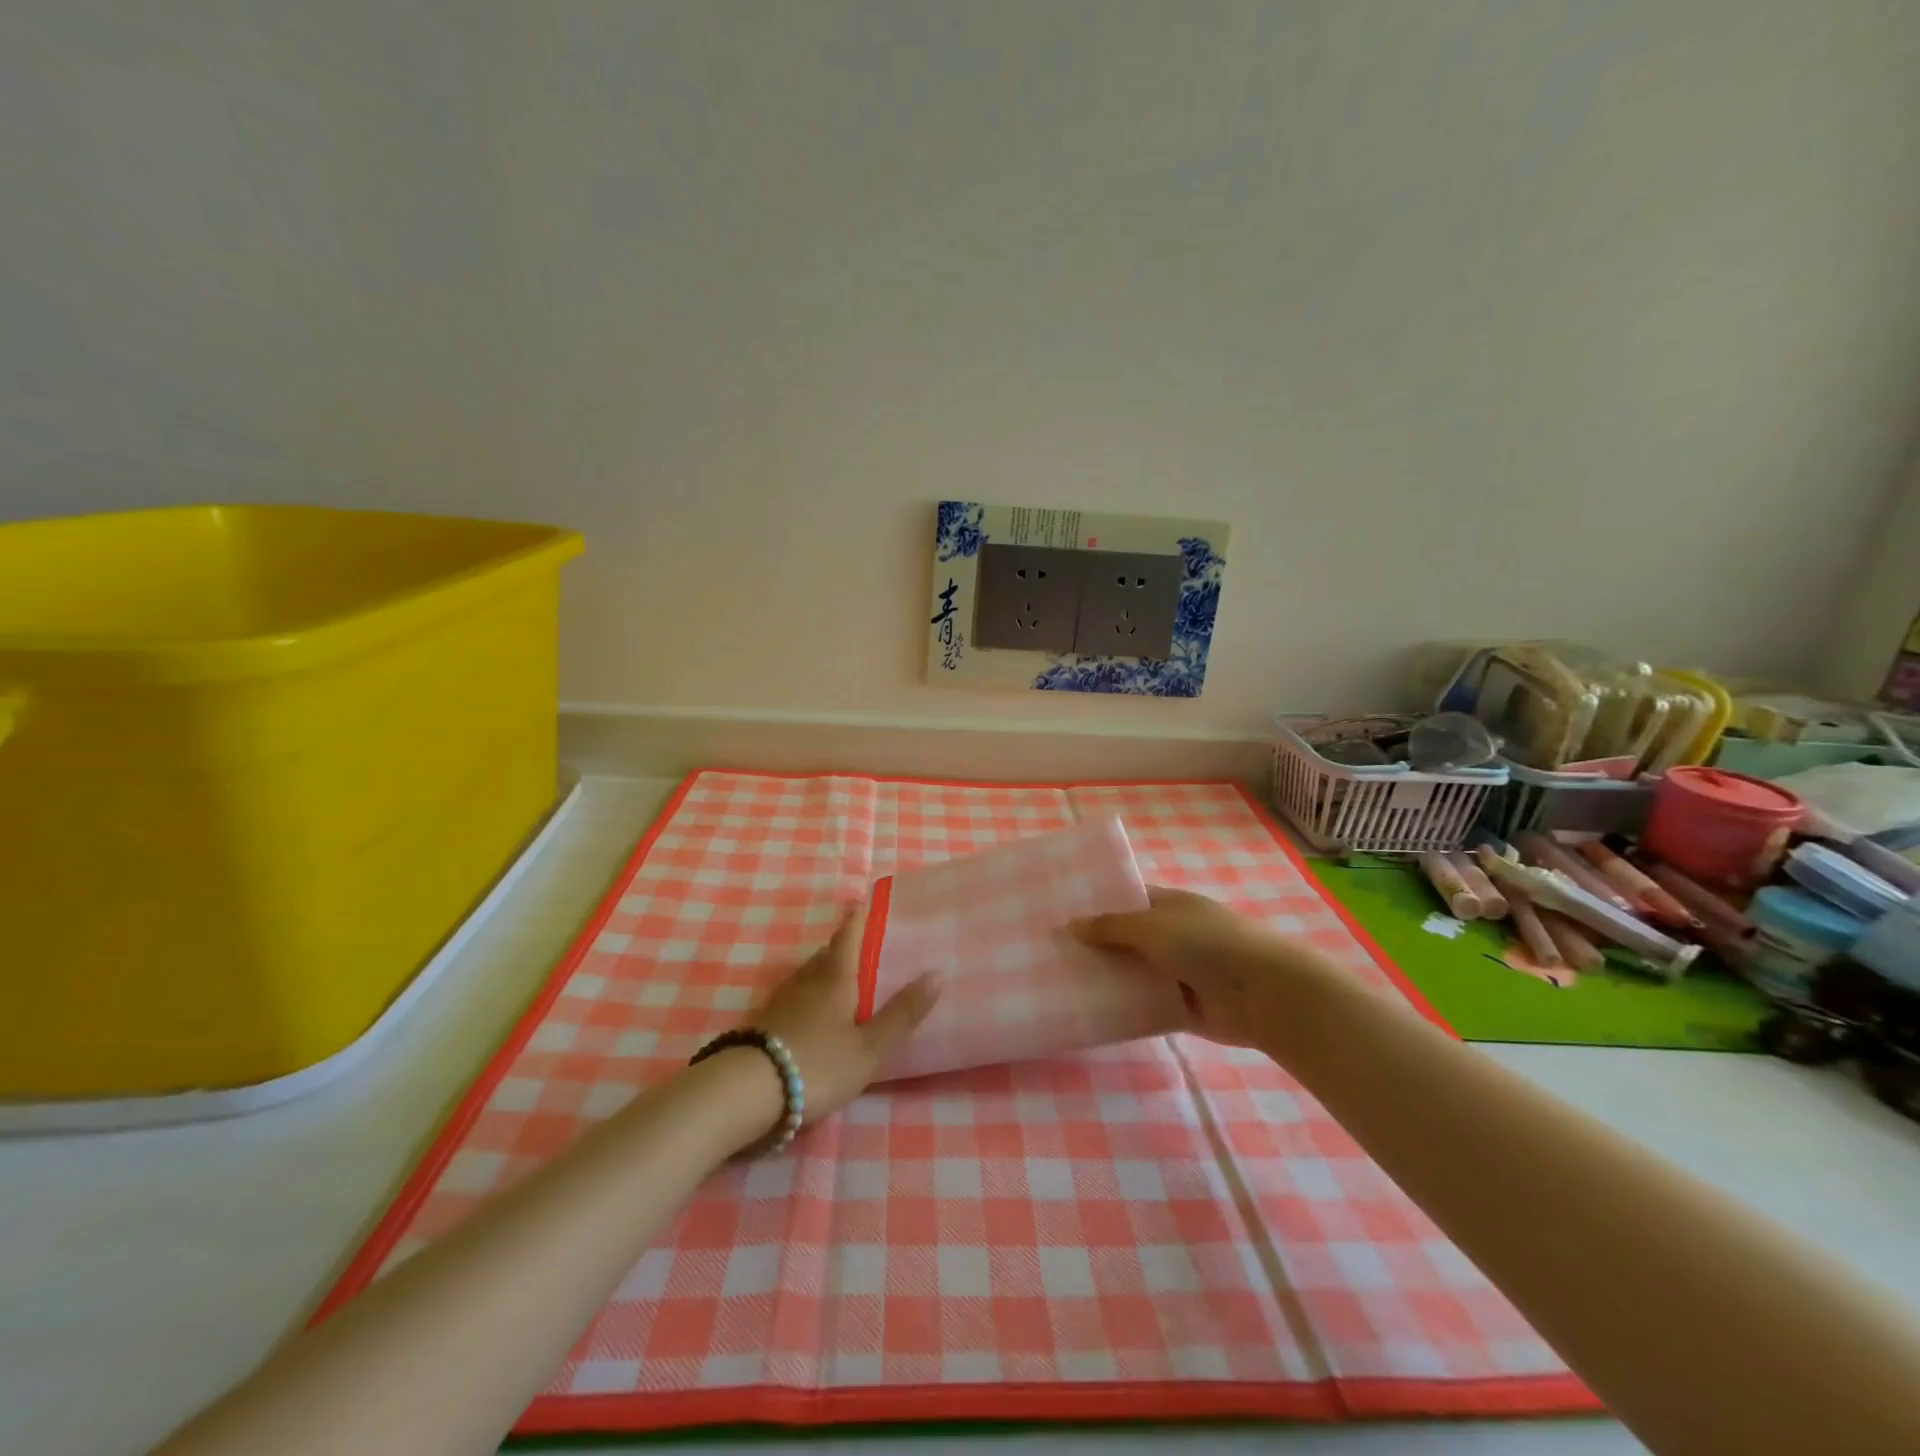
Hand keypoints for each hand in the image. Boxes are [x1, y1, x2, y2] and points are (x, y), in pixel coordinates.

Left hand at [748, 903, 940, 1121]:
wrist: (747, 1092)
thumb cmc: (818, 1063)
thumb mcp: (870, 1047)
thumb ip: (902, 1013)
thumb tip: (937, 972)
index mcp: (835, 978)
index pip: (848, 936)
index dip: (857, 918)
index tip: (863, 902)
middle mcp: (806, 980)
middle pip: (826, 954)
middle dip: (843, 947)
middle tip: (861, 947)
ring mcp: (781, 1001)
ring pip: (807, 976)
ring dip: (824, 972)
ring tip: (841, 980)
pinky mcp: (764, 1023)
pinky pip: (793, 998)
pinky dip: (807, 997)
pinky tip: (811, 1014)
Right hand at [1072, 885, 1326, 1047]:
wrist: (1264, 994)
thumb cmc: (1207, 945)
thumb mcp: (1152, 927)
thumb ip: (1111, 927)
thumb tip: (1071, 925)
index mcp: (1171, 905)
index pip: (1128, 899)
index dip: (1097, 904)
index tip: (1060, 913)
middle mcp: (1173, 934)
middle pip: (1127, 937)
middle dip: (1096, 944)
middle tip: (1051, 952)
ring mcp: (1179, 971)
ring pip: (1134, 971)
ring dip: (1107, 977)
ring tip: (1062, 982)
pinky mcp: (1182, 1006)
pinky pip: (1144, 1004)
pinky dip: (1124, 1007)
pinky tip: (1091, 1010)